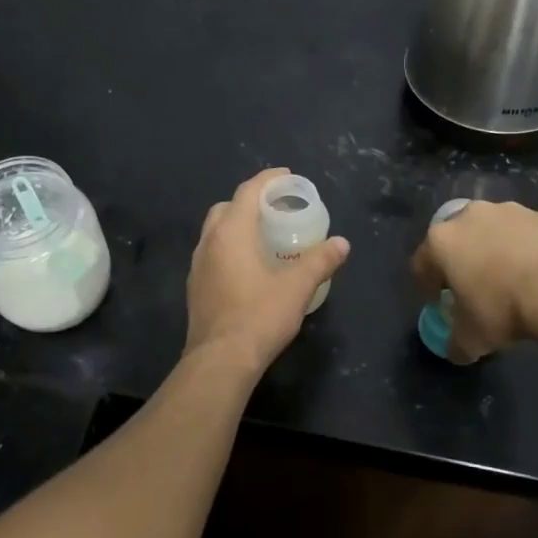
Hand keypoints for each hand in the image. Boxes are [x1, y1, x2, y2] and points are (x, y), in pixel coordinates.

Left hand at [185, 169, 350, 371]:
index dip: (268, 180)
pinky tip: (249, 267)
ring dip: (238, 225)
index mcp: (231, 232)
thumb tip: (342, 243)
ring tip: (265, 236)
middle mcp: (208, 242)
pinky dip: (230, 248)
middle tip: (277, 209)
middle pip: (227, 208)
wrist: (220, 360)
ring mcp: (198, 266)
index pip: (248, 191)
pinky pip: (212, 254)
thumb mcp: (297, 287)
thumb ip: (320, 261)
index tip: (288, 177)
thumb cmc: (259, 316)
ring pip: (216, 232)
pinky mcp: (195, 288)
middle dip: (251, 201)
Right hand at [409, 201, 537, 362]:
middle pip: (456, 240)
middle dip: (461, 262)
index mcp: (441, 242)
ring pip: (491, 233)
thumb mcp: (471, 339)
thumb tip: (456, 350)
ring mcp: (507, 211)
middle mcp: (469, 217)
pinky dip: (524, 250)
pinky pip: (524, 235)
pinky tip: (537, 275)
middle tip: (473, 289)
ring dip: (494, 252)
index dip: (428, 287)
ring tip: (509, 281)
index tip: (440, 304)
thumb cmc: (502, 308)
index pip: (421, 264)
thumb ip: (456, 343)